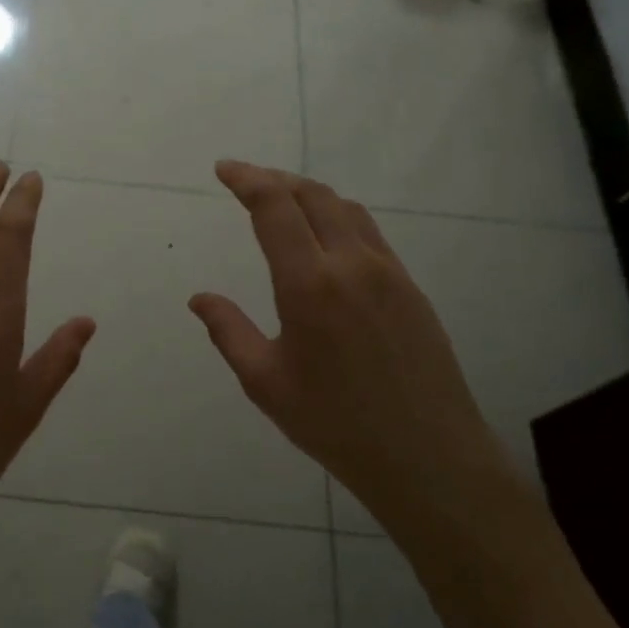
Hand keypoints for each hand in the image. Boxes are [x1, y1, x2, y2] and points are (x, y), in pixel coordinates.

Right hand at [189, 160, 511, 527]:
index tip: (224, 169)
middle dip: (274, 179)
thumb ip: (229, 331)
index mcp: (310, 285)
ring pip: (346, 209)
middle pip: (312, 195)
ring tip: (282, 202)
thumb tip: (199, 298)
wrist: (429, 457)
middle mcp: (352, 264)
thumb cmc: (336, 424)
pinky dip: (338, 217)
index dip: (247, 180)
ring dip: (308, 194)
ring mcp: (389, 273)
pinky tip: (326, 239)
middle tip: (245, 181)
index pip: (275, 208)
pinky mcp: (411, 288)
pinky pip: (369, 233)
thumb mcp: (266, 383)